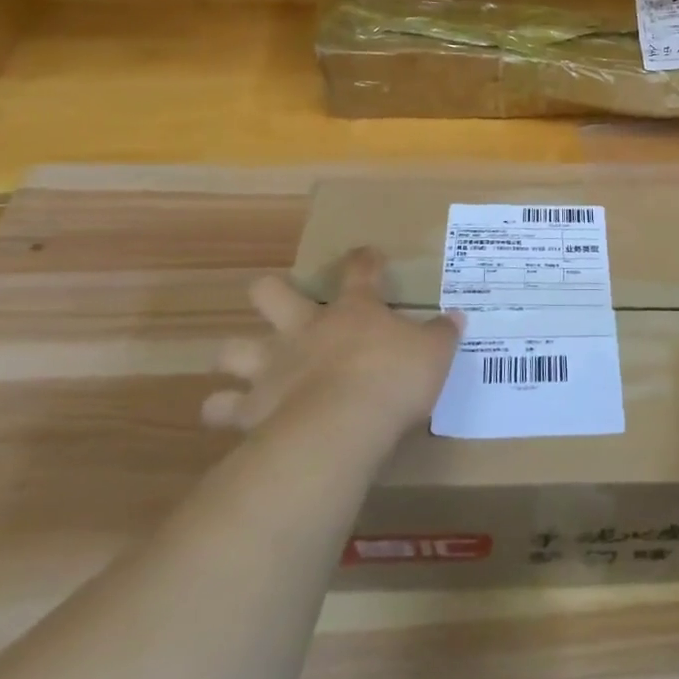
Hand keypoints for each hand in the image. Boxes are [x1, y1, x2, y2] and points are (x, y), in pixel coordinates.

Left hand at [203, 247, 462, 437]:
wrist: (343, 423)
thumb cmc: (394, 378)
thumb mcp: (435, 353)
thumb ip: (443, 333)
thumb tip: (457, 317)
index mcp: (353, 311)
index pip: (359, 271)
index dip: (364, 260)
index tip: (368, 255)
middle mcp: (305, 329)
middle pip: (271, 293)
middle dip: (270, 292)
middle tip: (279, 301)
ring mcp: (272, 366)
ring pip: (233, 349)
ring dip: (236, 355)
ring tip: (243, 366)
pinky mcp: (251, 407)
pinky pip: (222, 408)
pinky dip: (223, 410)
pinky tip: (228, 416)